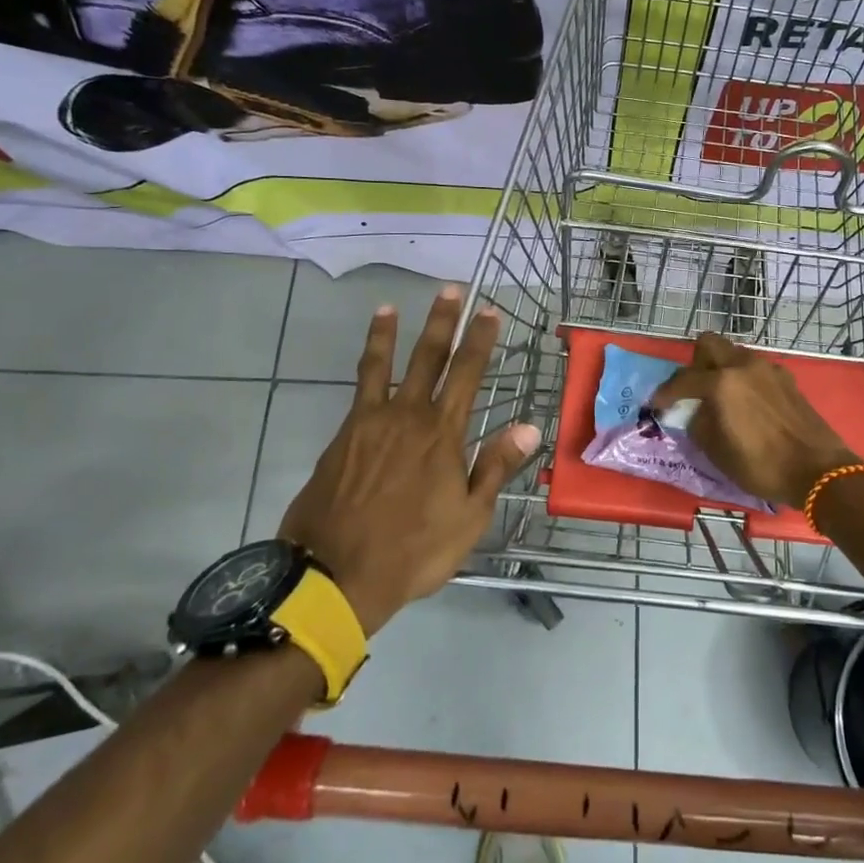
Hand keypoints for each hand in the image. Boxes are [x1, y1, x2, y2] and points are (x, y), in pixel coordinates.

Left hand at [276, 287, 539, 636]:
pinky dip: (365, 368)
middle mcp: (406, 416)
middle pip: (427, 358)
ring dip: (390, 333)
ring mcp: (369, 423)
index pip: (467, 374)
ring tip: (389, 306)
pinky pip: (358, 390)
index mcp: (442, 434)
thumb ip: (495, 467)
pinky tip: (368, 364)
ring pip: (382, 366)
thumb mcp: (469, 517)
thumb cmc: (413, 550)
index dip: (480, 340)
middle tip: (450, 290)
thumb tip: (528, 427)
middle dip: (442, 321)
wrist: (335, 573)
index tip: (489, 311)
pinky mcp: (342, 437)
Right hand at [651, 332, 863, 509]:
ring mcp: (768, 369)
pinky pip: (754, 368)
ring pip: (734, 354)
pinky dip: (743, 378)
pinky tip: (746, 404)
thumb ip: (699, 424)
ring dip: (720, 368)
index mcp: (723, 382)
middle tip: (692, 390)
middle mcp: (744, 366)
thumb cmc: (762, 465)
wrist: (819, 470)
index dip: (665, 393)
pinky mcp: (787, 379)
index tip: (656, 404)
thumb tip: (696, 413)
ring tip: (719, 398)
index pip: (684, 380)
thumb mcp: (717, 452)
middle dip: (694, 364)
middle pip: (709, 345)